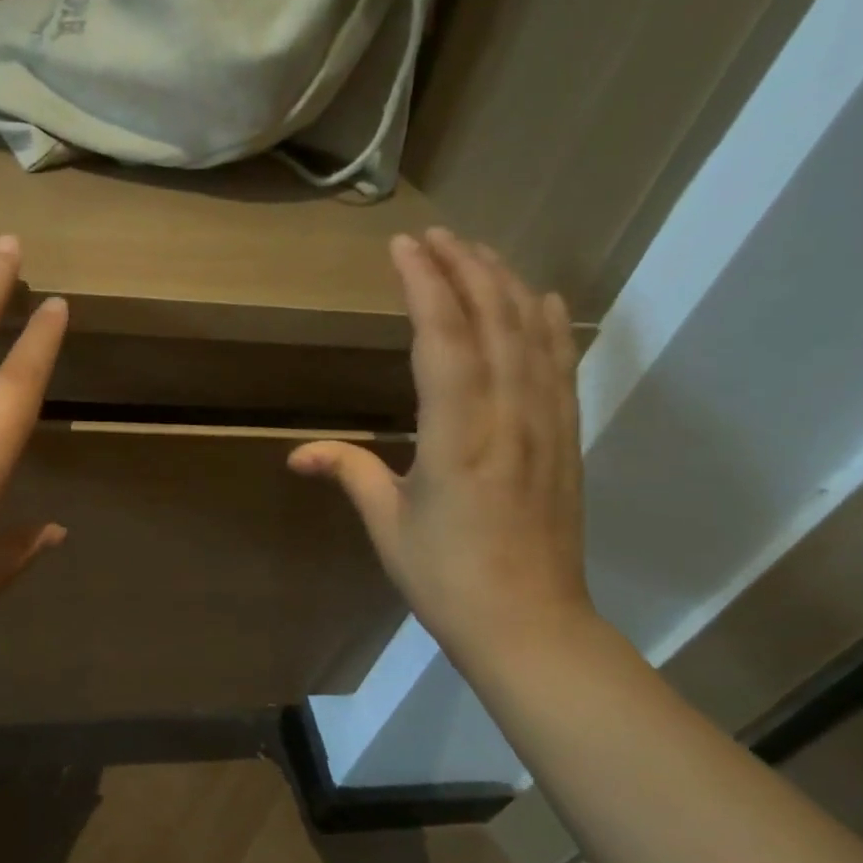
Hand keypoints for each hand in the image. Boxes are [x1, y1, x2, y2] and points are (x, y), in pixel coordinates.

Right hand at [289, 227, 593, 672]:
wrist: (531, 626)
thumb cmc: (446, 578)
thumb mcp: (387, 525)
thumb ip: (350, 472)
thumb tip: (297, 453)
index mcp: (456, 436)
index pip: (442, 340)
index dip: (425, 286)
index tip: (404, 247)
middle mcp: (507, 417)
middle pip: (492, 322)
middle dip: (464, 269)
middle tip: (436, 236)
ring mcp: (544, 425)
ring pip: (531, 336)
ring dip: (505, 285)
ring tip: (480, 251)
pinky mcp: (566, 440)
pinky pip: (560, 367)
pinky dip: (551, 325)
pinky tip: (542, 299)